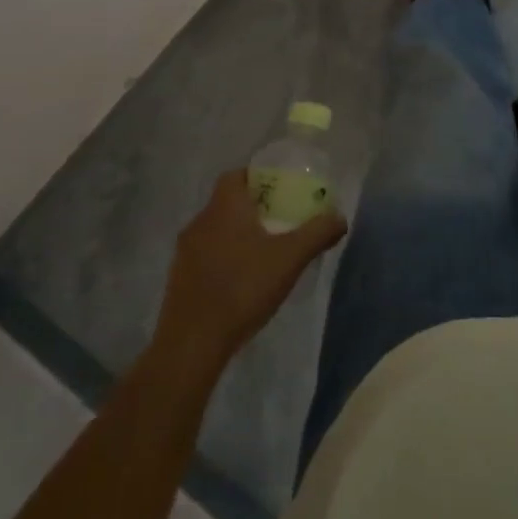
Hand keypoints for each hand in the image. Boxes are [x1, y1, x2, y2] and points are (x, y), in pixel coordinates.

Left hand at [153, 172, 347, 372]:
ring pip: (215, 230)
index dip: (258, 178)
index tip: (280, 191)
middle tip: (279, 222)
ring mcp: (184, 252)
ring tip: (263, 254)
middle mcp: (200, 221)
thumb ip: (317, 233)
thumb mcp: (290, 258)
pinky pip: (204, 256)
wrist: (192, 343)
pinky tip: (241, 282)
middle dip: (252, 209)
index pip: (237, 175)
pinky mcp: (177, 279)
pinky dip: (222, 259)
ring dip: (236, 236)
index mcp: (224, 206)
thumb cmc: (243, 288)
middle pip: (227, 202)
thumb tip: (339, 217)